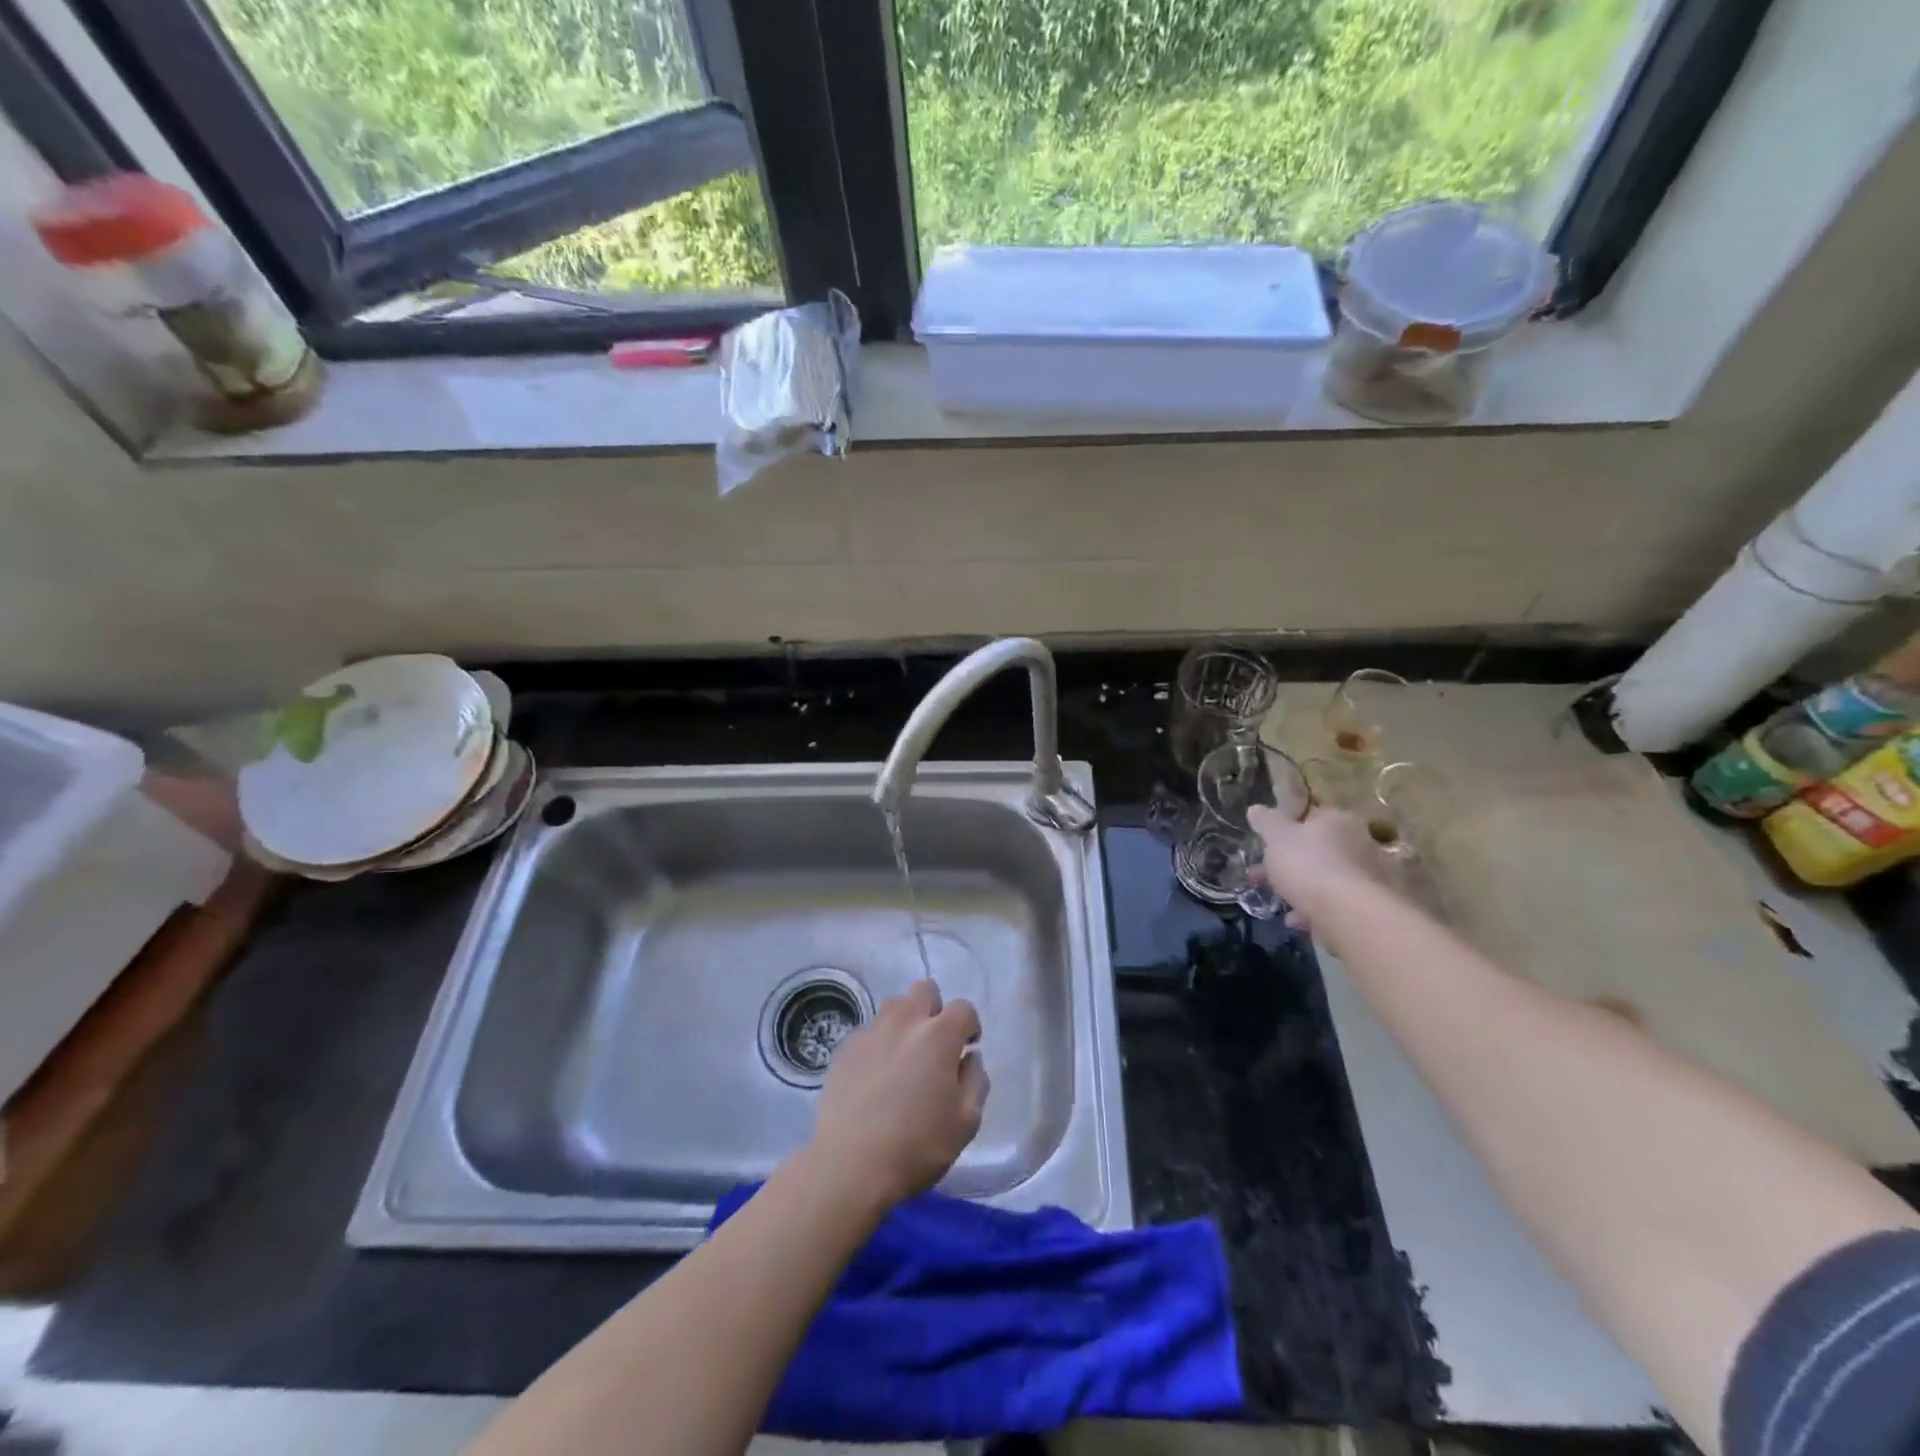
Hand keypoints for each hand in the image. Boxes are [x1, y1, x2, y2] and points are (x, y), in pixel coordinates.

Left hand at [806, 980, 988, 1212]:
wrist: (850, 1165)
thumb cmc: (917, 1146)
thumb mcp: (966, 1122)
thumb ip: (976, 1081)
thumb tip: (969, 1058)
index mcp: (939, 1035)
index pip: (963, 1008)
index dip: (969, 1026)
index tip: (967, 1048)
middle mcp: (904, 1022)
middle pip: (924, 990)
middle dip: (934, 1009)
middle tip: (934, 1045)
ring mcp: (870, 1032)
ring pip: (893, 1007)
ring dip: (904, 1023)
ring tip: (903, 1058)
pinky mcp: (844, 1049)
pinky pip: (868, 1033)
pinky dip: (877, 1045)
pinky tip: (874, 1078)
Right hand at [1248, 804, 1399, 929]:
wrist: (1352, 915)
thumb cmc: (1310, 865)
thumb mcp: (1276, 837)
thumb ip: (1266, 822)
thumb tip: (1256, 809)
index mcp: (1339, 821)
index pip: (1311, 815)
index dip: (1286, 827)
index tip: (1266, 843)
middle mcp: (1361, 843)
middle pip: (1318, 850)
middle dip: (1288, 863)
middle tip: (1262, 875)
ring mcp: (1371, 876)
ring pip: (1327, 878)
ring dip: (1301, 889)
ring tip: (1278, 903)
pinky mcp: (1372, 907)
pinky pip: (1337, 903)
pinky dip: (1316, 910)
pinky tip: (1297, 921)